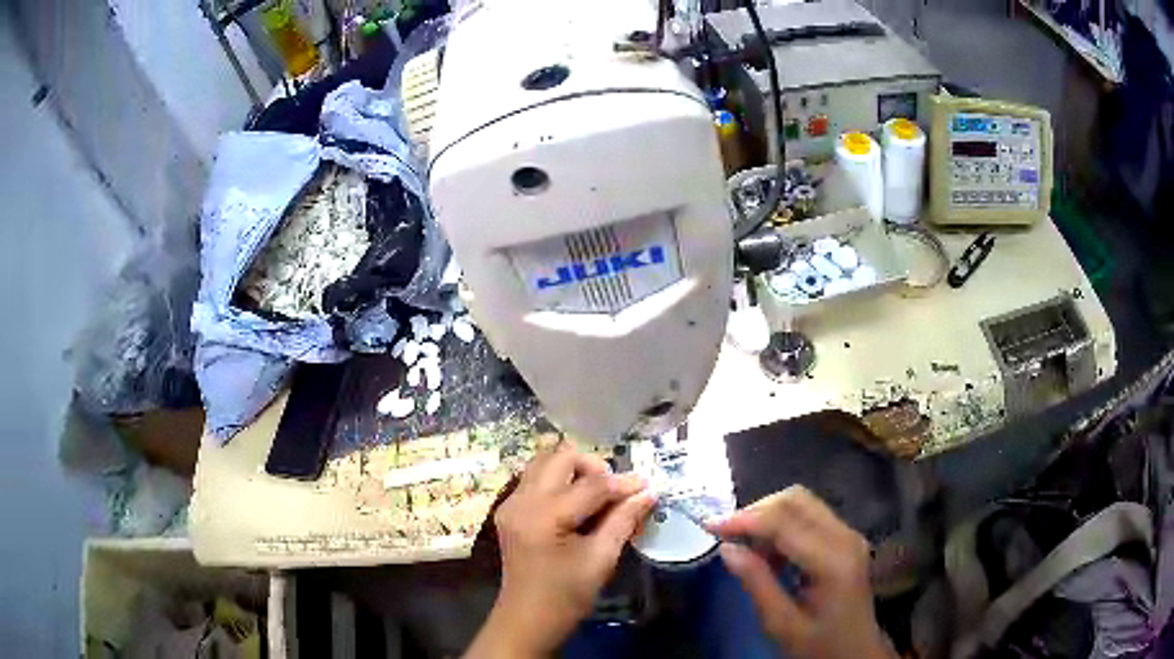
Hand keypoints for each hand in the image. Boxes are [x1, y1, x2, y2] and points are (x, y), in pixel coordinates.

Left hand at [466, 443, 655, 657]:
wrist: (527, 619)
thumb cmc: (566, 596)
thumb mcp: (601, 559)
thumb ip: (623, 520)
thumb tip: (648, 493)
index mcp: (544, 516)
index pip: (591, 485)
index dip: (623, 483)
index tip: (647, 486)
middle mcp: (522, 500)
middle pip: (561, 457)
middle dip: (593, 467)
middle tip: (614, 492)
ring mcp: (510, 503)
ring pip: (544, 461)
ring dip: (574, 470)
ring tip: (596, 496)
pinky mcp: (508, 510)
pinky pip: (535, 478)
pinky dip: (559, 481)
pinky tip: (576, 505)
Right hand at [710, 485, 895, 658]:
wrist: (856, 652)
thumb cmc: (818, 645)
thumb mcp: (781, 623)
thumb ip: (756, 583)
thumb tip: (727, 548)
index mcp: (832, 561)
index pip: (784, 522)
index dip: (744, 519)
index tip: (710, 526)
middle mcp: (845, 537)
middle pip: (796, 500)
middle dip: (756, 511)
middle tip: (725, 534)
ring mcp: (849, 535)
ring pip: (802, 503)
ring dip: (768, 516)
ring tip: (744, 545)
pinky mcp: (846, 539)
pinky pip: (809, 516)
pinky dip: (782, 525)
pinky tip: (768, 552)